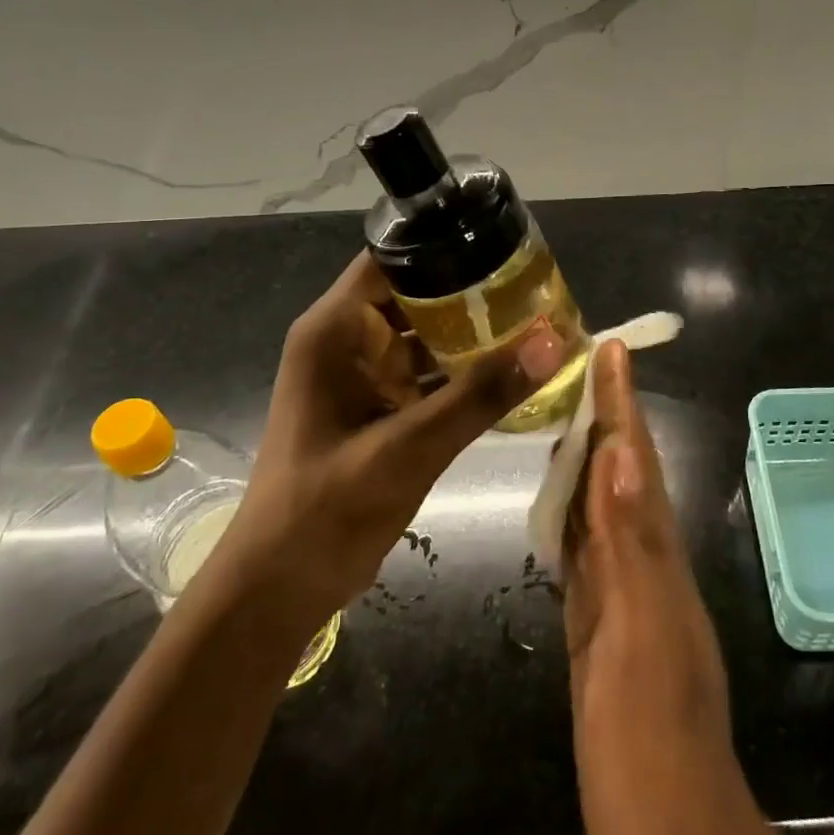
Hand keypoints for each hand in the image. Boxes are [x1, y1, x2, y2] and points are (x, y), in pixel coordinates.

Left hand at [222, 252, 566, 630]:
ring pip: (427, 337)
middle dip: (473, 292)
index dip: (445, 246)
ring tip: (537, 323)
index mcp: (335, 330)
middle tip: (538, 289)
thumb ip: (480, 395)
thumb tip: (553, 341)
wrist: (281, 588)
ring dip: (474, 335)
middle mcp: (348, 342)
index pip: (392, 259)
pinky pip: (429, 376)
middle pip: (416, 295)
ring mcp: (365, 378)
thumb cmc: (327, 508)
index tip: (505, 247)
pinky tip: (513, 374)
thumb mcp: (408, 447)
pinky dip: (465, 375)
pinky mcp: (381, 410)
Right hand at [563, 341, 747, 834]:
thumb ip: (629, 544)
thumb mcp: (641, 636)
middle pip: (619, 471)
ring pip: (599, 505)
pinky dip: (569, 514)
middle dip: (604, 414)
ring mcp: (620, 593)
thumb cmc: (653, 738)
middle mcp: (642, 561)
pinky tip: (555, 502)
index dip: (623, 403)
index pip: (635, 459)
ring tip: (560, 411)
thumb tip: (617, 453)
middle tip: (577, 364)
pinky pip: (582, 551)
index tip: (610, 348)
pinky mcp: (596, 624)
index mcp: (656, 555)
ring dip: (585, 456)